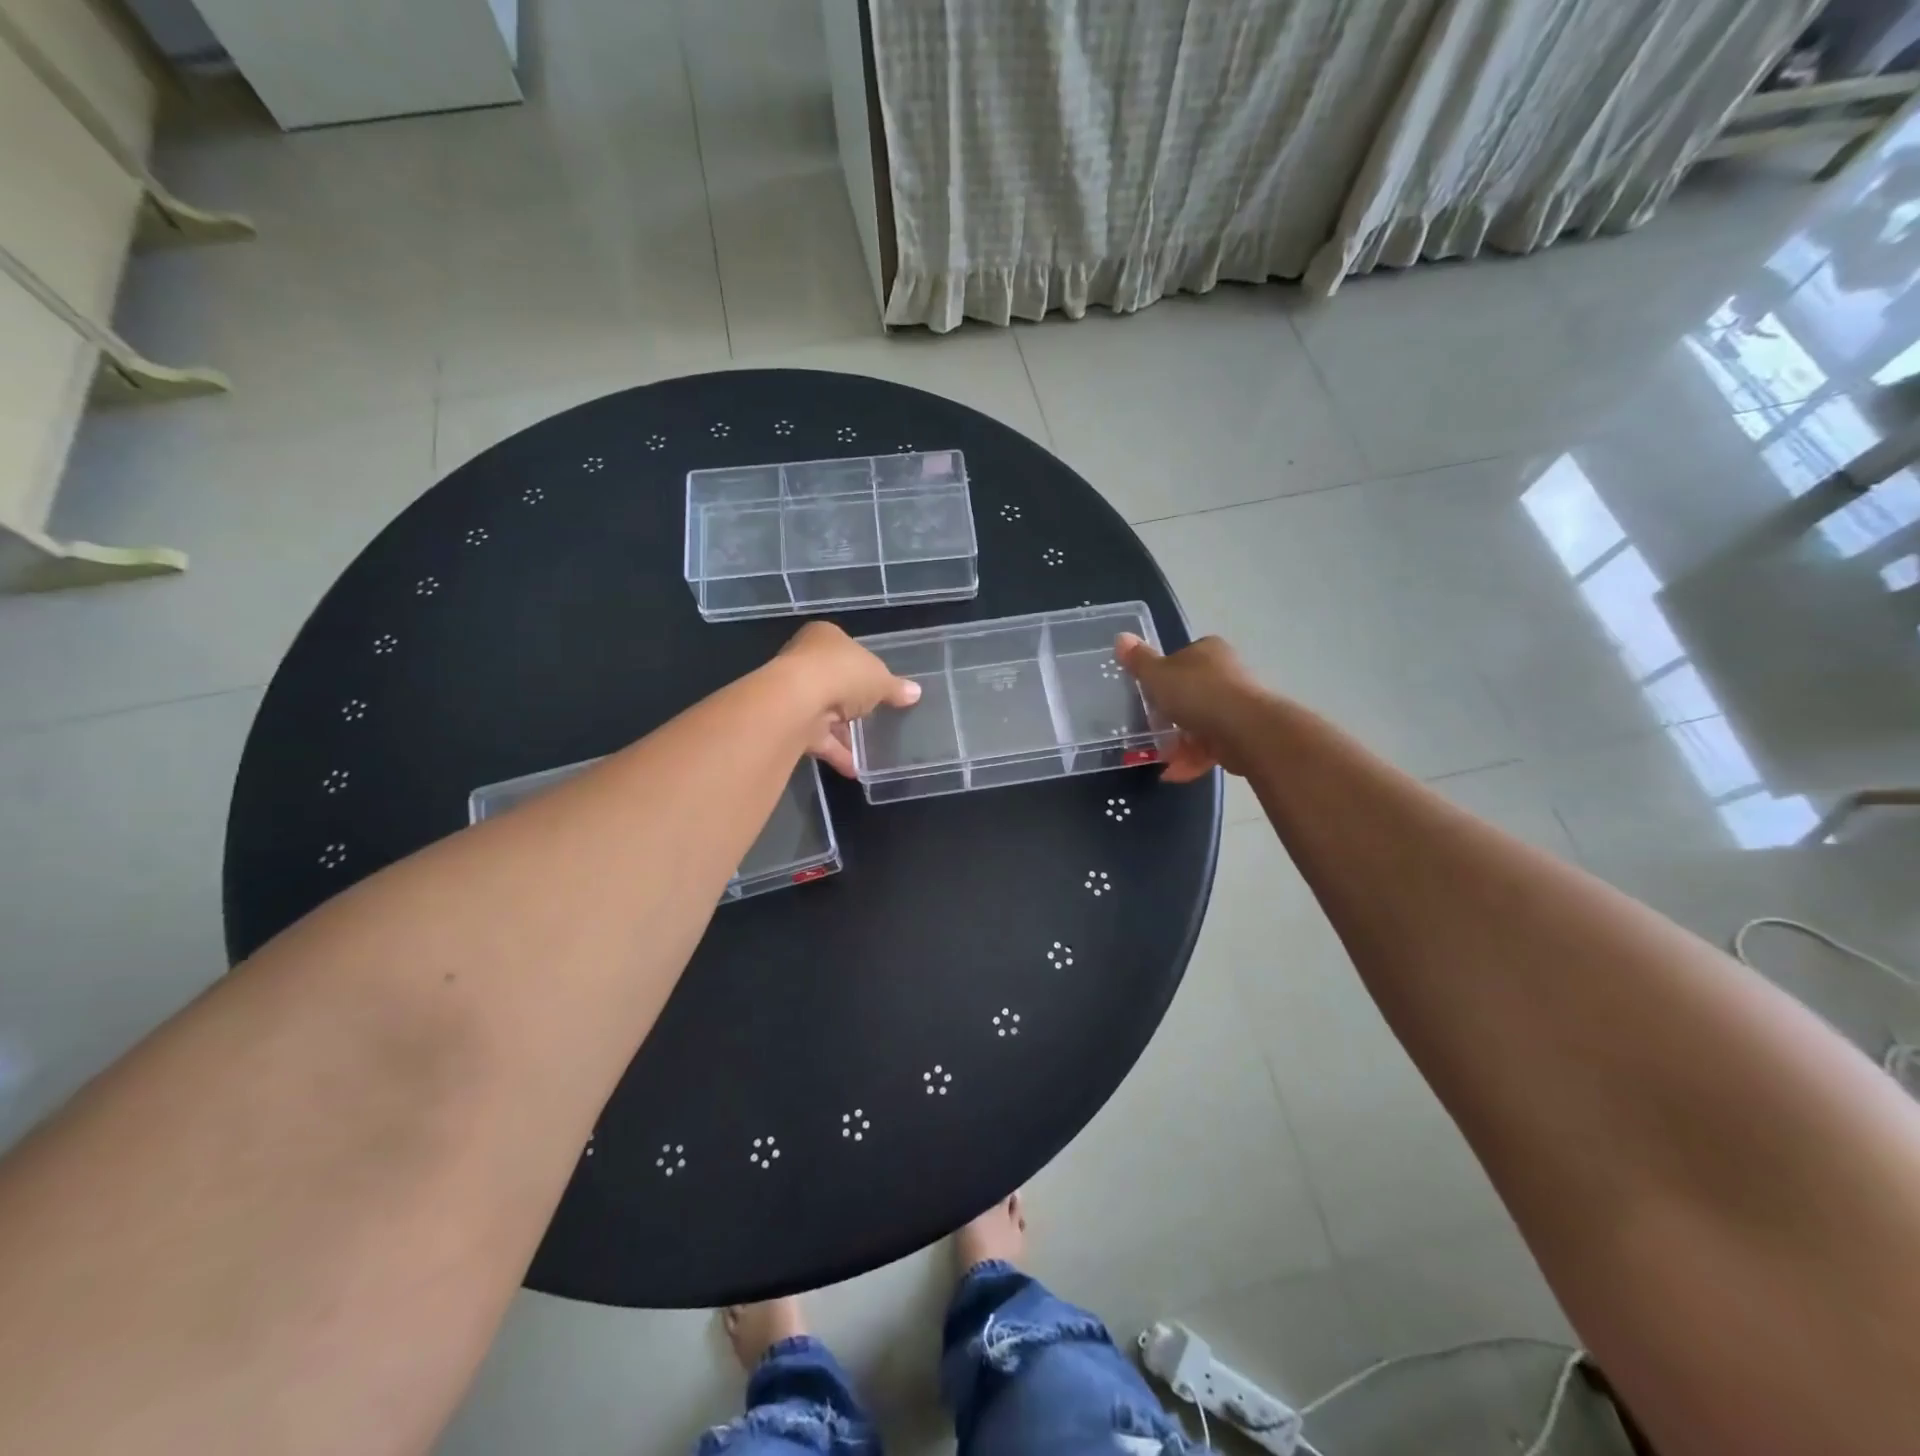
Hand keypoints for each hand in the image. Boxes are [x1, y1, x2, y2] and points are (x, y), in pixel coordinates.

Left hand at [776, 621, 921, 776]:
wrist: (796, 701)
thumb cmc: (842, 674)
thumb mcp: (880, 679)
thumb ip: (895, 687)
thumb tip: (915, 692)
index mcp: (826, 637)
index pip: (848, 651)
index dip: (865, 669)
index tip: (880, 687)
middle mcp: (805, 660)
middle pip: (835, 682)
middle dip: (853, 703)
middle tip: (876, 718)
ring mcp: (794, 692)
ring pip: (825, 713)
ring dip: (844, 733)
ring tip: (869, 750)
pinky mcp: (789, 722)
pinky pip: (818, 738)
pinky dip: (835, 752)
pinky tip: (855, 768)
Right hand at [1115, 633, 1261, 781]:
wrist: (1246, 730)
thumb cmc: (1197, 694)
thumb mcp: (1157, 675)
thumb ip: (1138, 661)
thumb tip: (1120, 637)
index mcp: (1207, 651)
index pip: (1181, 658)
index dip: (1163, 677)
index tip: (1149, 696)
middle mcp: (1226, 672)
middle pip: (1191, 693)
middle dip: (1170, 716)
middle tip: (1151, 730)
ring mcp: (1237, 704)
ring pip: (1201, 722)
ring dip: (1179, 742)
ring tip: (1161, 758)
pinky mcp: (1244, 734)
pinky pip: (1211, 745)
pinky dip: (1192, 758)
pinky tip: (1174, 773)